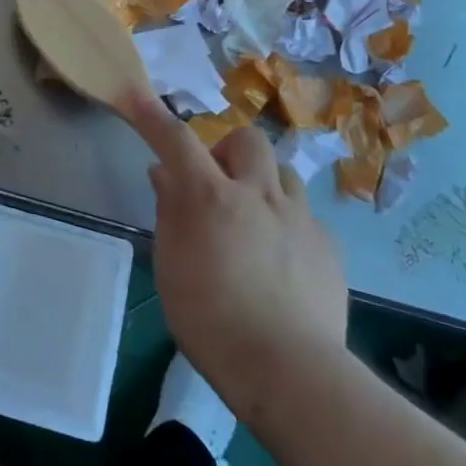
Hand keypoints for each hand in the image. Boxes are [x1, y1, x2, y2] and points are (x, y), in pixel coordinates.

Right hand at [122, 90, 348, 406]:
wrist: (289, 370)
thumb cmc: (211, 320)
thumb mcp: (171, 265)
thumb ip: (170, 212)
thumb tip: (164, 175)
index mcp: (211, 196)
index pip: (176, 139)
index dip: (153, 115)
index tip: (137, 95)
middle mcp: (258, 194)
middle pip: (246, 139)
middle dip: (227, 148)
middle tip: (215, 181)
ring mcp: (300, 217)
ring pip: (283, 172)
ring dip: (262, 181)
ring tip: (251, 217)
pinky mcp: (328, 246)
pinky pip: (305, 215)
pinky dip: (286, 221)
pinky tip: (280, 257)